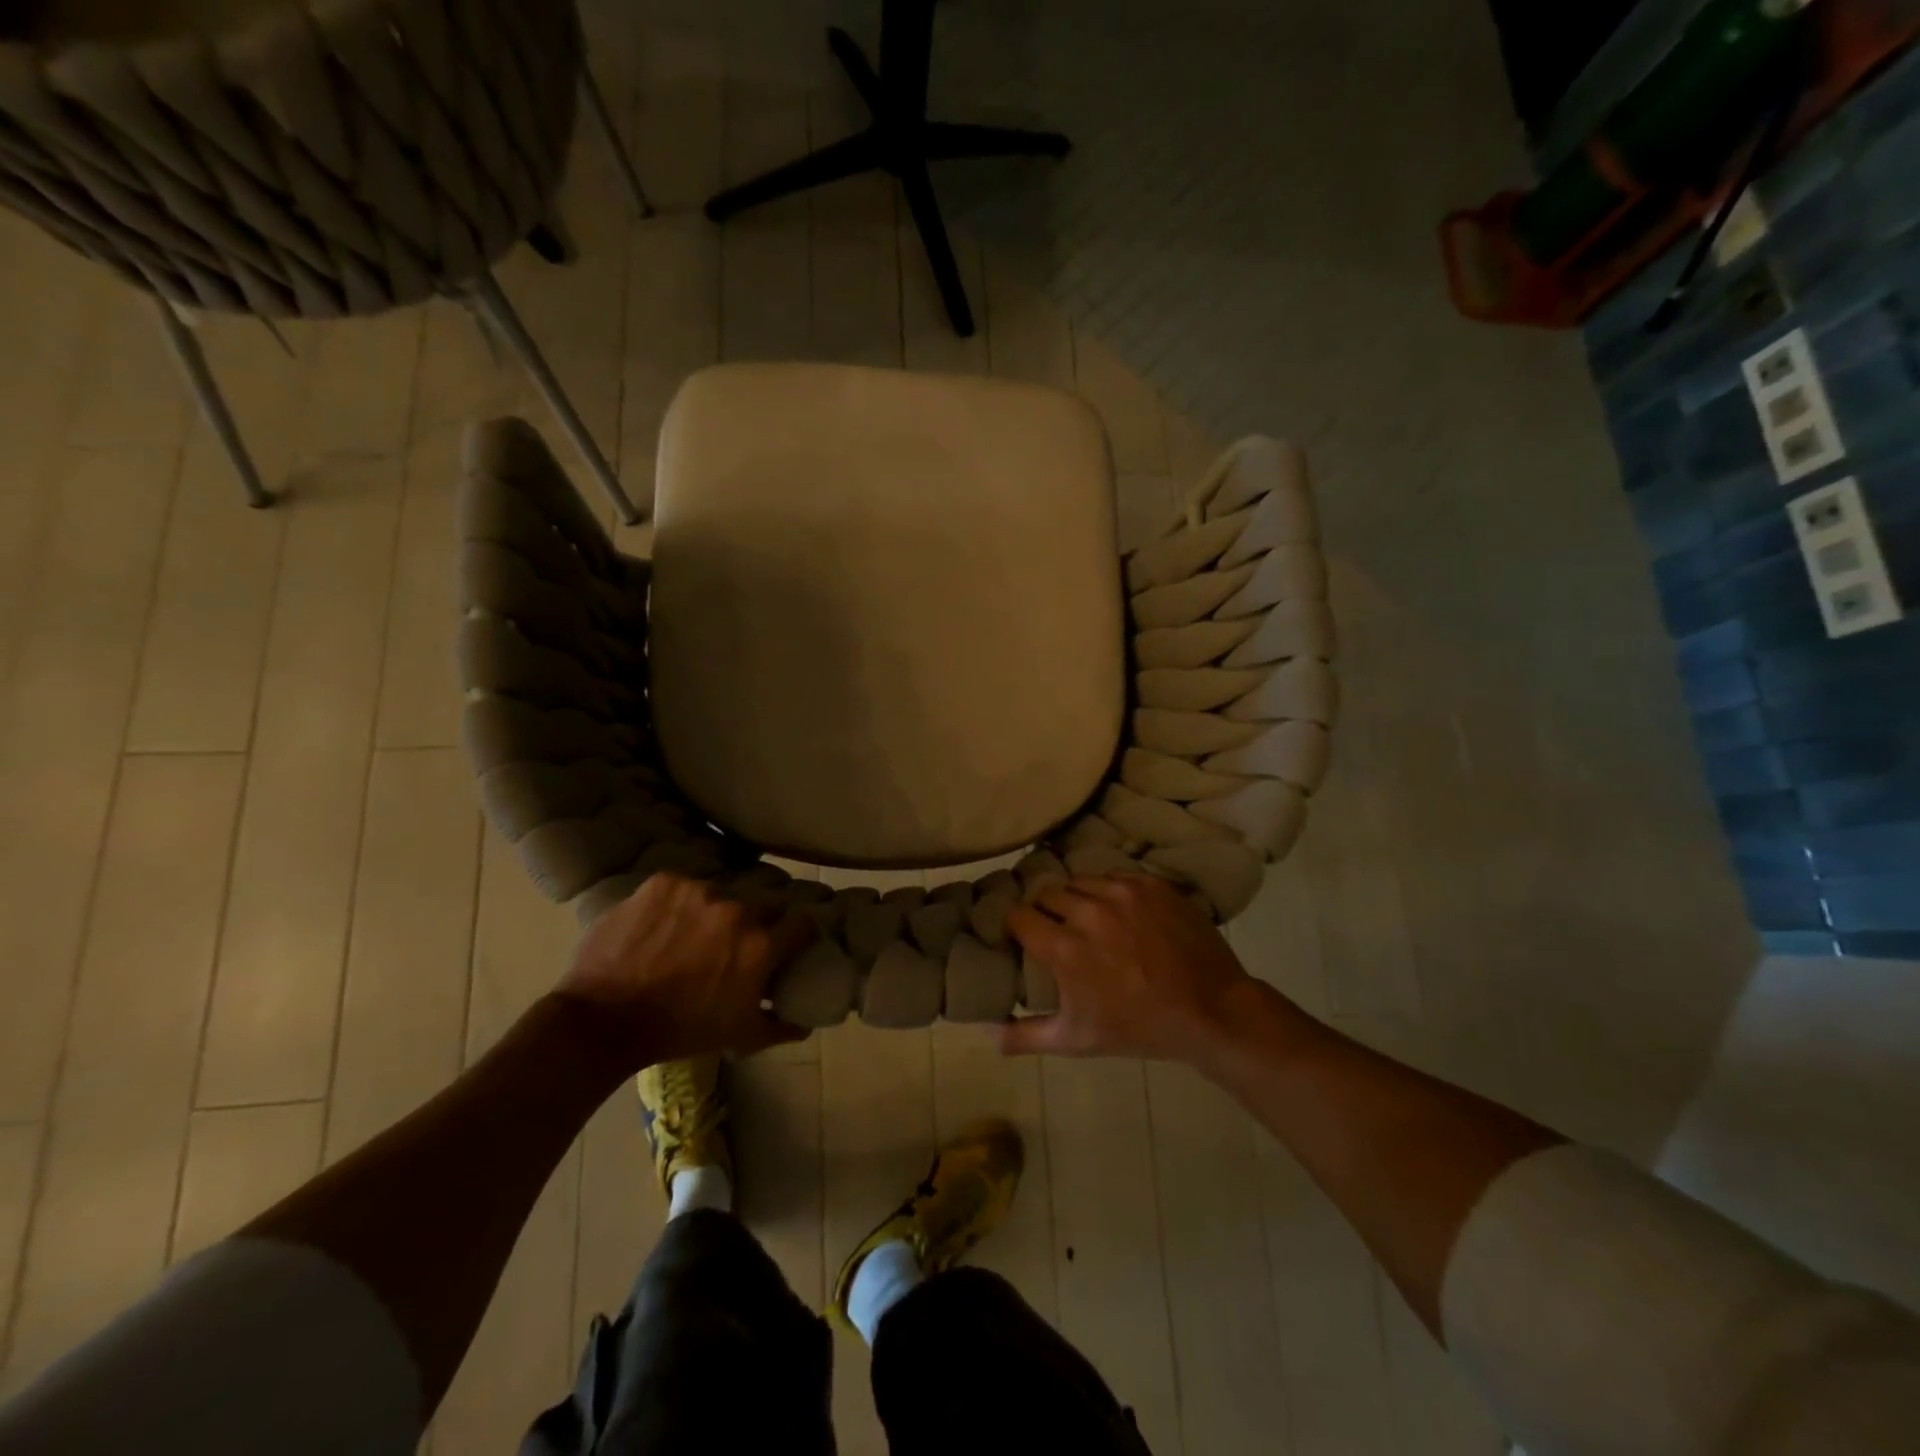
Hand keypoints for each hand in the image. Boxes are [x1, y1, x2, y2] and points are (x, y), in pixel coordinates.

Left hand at [557, 873, 814, 1066]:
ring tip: (692, 934)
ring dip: (715, 912)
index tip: (792, 941)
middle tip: (738, 942)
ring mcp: (699, 891)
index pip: (802, 923)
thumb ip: (780, 1027)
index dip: (799, 933)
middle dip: (758, 921)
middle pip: (763, 904)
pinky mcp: (665, 882)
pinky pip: (683, 888)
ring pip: (721, 895)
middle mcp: (737, 910)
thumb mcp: (738, 1037)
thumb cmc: (679, 1031)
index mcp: (760, 945)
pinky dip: (678, 904)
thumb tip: (806, 1023)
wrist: (603, 1020)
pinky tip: (663, 925)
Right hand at [1001, 873, 1269, 1061]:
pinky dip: (1108, 890)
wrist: (1211, 1011)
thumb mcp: (1077, 1040)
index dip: (1015, 926)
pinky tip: (1118, 910)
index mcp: (1065, 948)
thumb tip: (987, 1033)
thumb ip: (1026, 1036)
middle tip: (1055, 929)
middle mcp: (1088, 911)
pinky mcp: (1149, 884)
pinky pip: (1113, 875)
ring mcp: (1122, 893)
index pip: (1018, 916)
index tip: (1021, 936)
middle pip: (1046, 894)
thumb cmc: (1139, 1027)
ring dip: (1076, 898)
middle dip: (1044, 910)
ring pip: (1079, 881)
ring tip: (1086, 916)